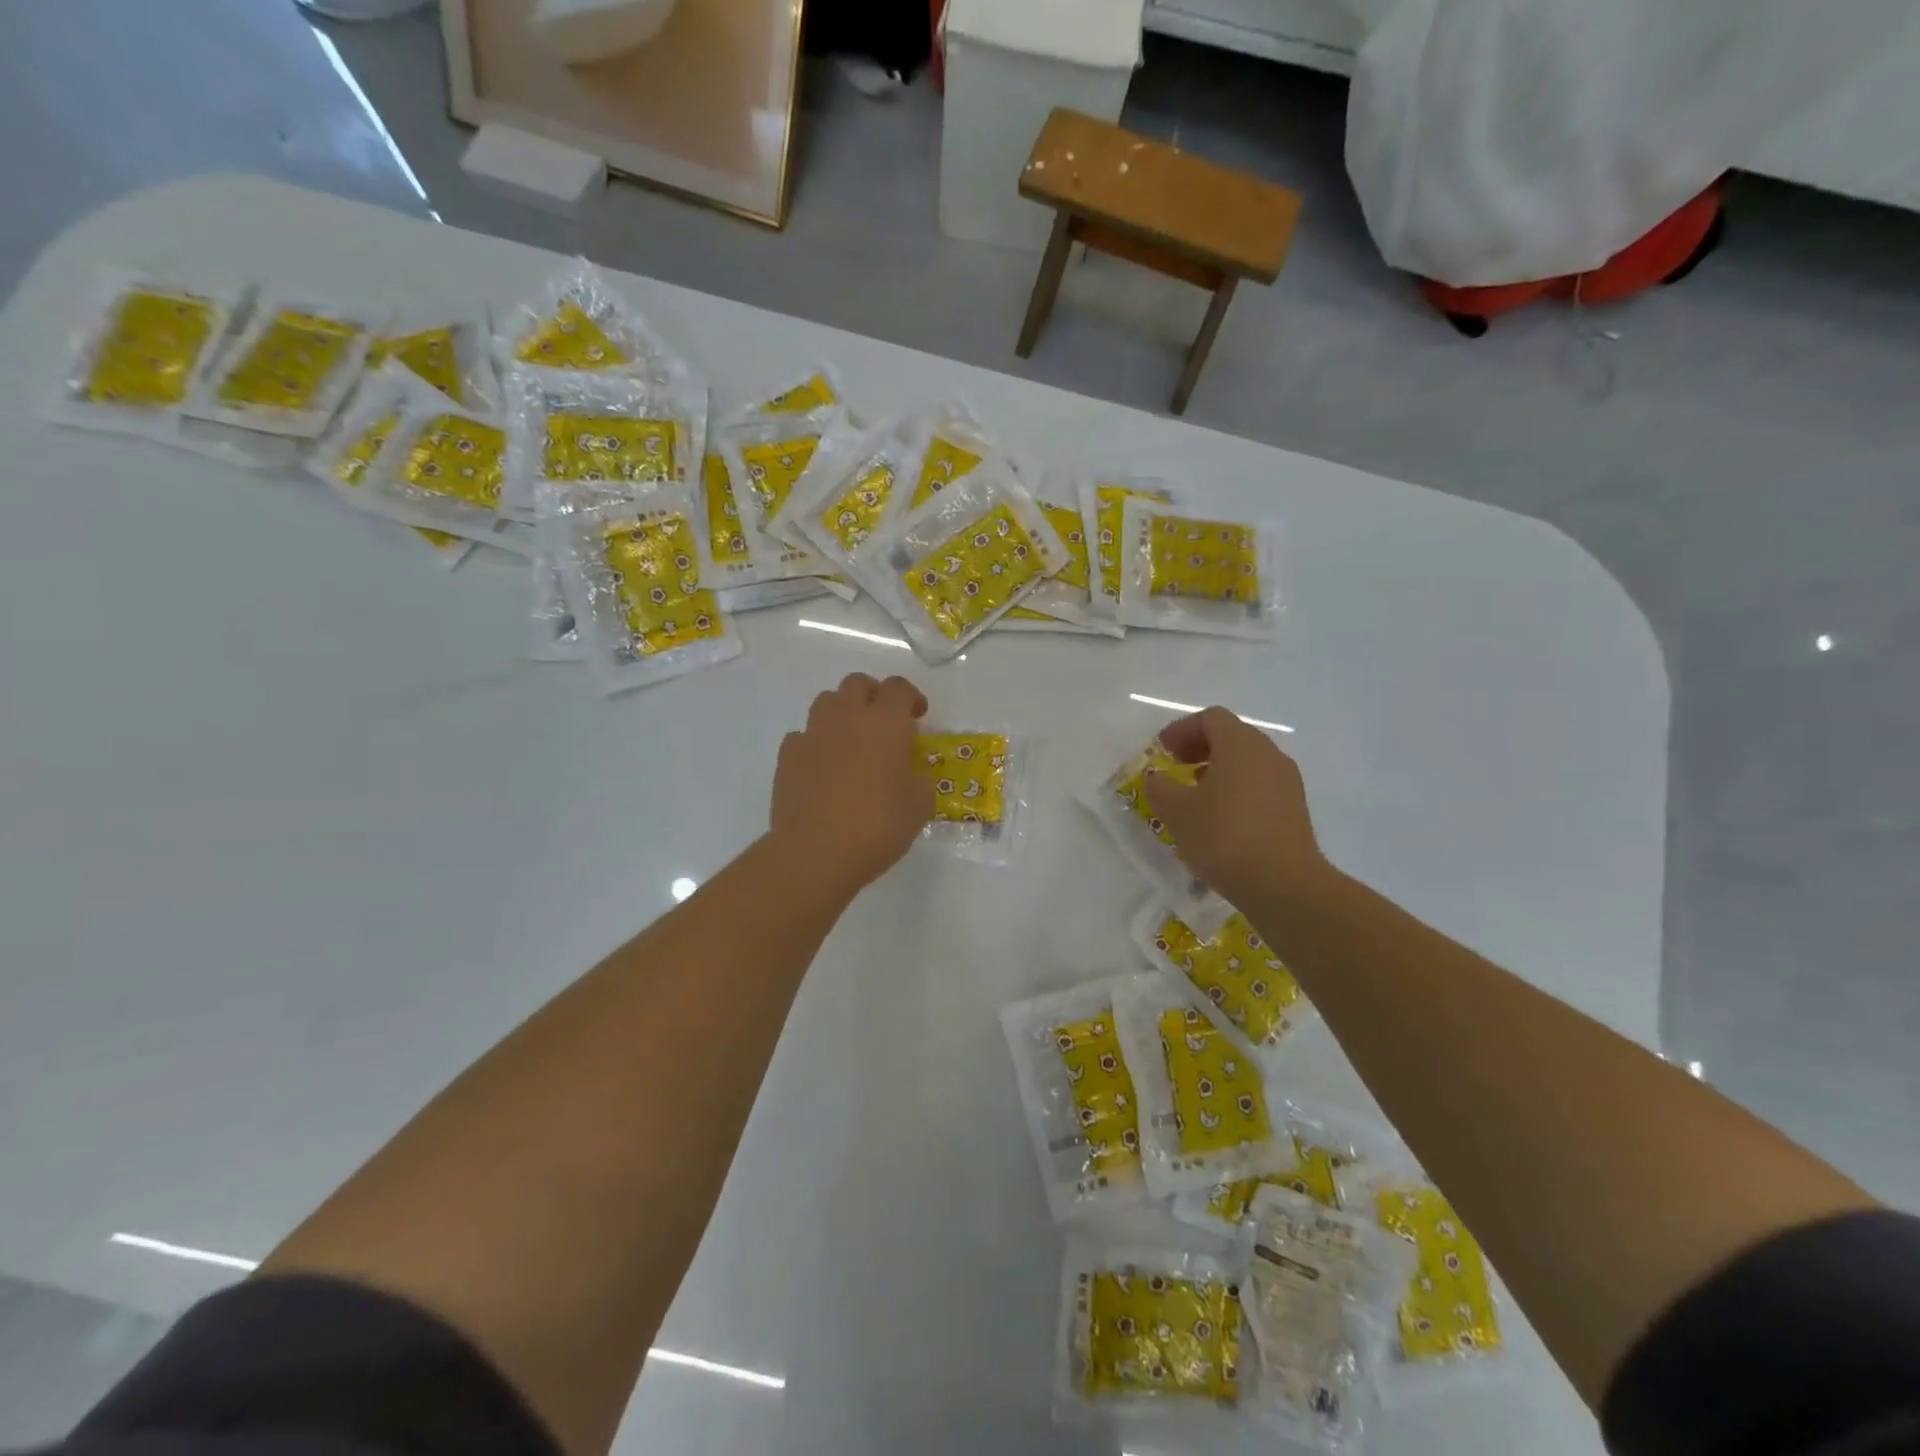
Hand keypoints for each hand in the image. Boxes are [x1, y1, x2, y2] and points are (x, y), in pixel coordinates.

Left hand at [770, 673, 932, 895]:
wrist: (816, 850)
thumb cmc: (879, 824)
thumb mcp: (920, 804)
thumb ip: (919, 777)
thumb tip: (911, 770)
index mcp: (886, 722)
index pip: (898, 687)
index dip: (910, 697)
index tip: (917, 717)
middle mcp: (847, 716)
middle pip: (858, 683)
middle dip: (873, 696)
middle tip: (884, 723)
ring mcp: (813, 733)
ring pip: (827, 702)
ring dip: (842, 713)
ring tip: (852, 741)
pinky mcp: (787, 755)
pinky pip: (803, 736)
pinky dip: (816, 744)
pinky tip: (823, 768)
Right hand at [1143, 707, 1330, 906]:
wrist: (1283, 884)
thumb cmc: (1224, 837)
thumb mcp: (1176, 811)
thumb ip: (1160, 787)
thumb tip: (1158, 779)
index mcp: (1240, 744)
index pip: (1210, 718)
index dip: (1182, 730)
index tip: (1162, 752)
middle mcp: (1268, 754)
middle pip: (1232, 736)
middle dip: (1200, 748)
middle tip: (1176, 769)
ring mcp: (1287, 781)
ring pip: (1248, 762)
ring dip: (1219, 770)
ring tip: (1196, 797)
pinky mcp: (1295, 808)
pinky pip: (1260, 785)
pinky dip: (1237, 790)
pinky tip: (1221, 820)